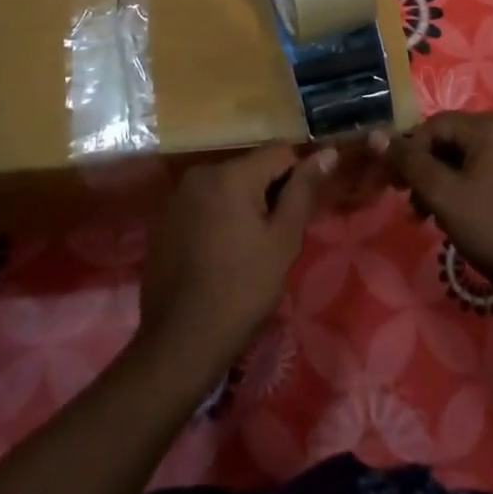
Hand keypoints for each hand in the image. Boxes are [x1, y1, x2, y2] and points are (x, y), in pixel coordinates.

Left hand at [139, 143, 335, 376]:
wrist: (180, 341)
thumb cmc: (242, 289)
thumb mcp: (283, 240)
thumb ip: (304, 190)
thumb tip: (328, 152)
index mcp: (232, 173)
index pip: (280, 152)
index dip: (296, 179)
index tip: (296, 216)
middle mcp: (202, 173)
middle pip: (251, 167)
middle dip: (268, 193)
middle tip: (274, 238)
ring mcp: (178, 195)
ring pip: (227, 186)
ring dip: (242, 205)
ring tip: (246, 249)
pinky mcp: (164, 218)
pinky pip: (204, 203)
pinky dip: (217, 217)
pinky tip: (219, 254)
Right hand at [382, 111, 492, 290]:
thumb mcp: (443, 196)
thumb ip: (409, 162)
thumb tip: (377, 136)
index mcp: (490, 126)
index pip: (434, 126)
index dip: (409, 152)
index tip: (395, 185)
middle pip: (455, 141)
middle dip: (429, 171)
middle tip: (414, 208)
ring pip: (476, 159)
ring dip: (450, 183)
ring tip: (437, 218)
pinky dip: (476, 187)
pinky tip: (470, 217)